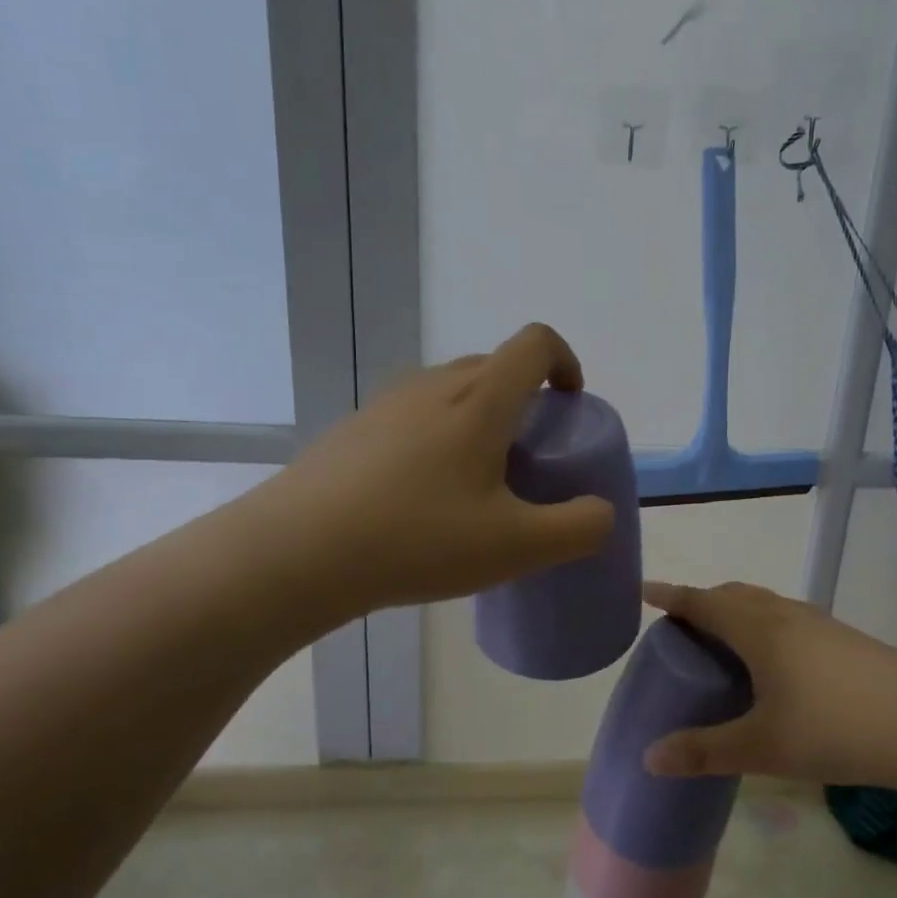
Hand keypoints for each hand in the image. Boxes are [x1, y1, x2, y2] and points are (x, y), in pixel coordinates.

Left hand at [254, 324, 615, 615]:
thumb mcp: (518, 547)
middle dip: (526, 401)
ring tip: (476, 485)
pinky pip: (414, 416)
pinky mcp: (354, 429)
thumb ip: (579, 528)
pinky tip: (422, 499)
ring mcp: (387, 404)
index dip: (565, 362)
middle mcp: (434, 385)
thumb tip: (600, 512)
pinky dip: (438, 439)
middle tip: (528, 461)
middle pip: (494, 366)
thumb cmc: (418, 540)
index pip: (535, 343)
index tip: (570, 405)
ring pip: (452, 391)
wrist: (296, 554)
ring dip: (480, 420)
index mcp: (480, 400)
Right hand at [642, 581, 896, 788]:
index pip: (703, 602)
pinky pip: (789, 618)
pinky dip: (766, 624)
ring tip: (725, 640)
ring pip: (766, 603)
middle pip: (735, 594)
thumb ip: (704, 751)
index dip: (671, 596)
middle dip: (704, 601)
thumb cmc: (834, 728)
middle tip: (682, 625)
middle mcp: (787, 615)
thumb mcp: (762, 746)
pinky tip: (777, 660)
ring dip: (738, 610)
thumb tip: (650, 758)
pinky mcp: (846, 639)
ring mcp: (821, 624)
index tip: (644, 591)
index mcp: (759, 630)